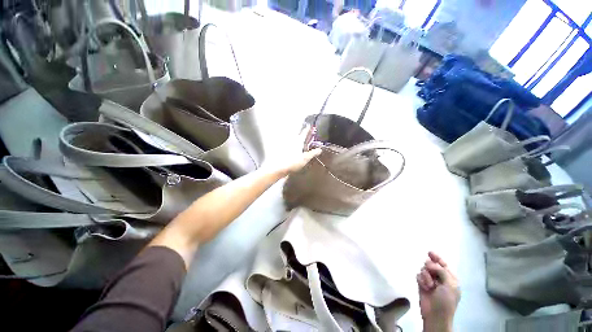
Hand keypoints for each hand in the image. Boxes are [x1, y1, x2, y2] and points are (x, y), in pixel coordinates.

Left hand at [263, 124, 321, 175]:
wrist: (278, 168)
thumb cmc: (292, 162)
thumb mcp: (305, 158)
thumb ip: (313, 153)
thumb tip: (319, 150)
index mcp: (298, 141)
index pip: (305, 132)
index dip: (308, 129)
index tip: (311, 126)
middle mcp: (292, 141)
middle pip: (299, 135)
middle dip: (304, 134)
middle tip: (309, 133)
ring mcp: (287, 145)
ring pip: (295, 140)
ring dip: (299, 139)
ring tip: (304, 141)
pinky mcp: (284, 150)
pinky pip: (292, 145)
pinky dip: (295, 145)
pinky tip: (296, 149)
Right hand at [416, 252, 459, 331]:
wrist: (435, 315)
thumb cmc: (446, 301)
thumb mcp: (449, 285)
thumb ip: (442, 271)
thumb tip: (430, 263)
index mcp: (450, 279)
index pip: (443, 265)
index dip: (437, 258)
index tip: (430, 252)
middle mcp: (440, 278)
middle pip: (432, 265)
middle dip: (430, 267)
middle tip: (429, 270)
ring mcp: (430, 281)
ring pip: (424, 269)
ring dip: (426, 276)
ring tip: (429, 285)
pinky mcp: (421, 284)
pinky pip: (418, 275)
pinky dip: (421, 280)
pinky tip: (424, 287)